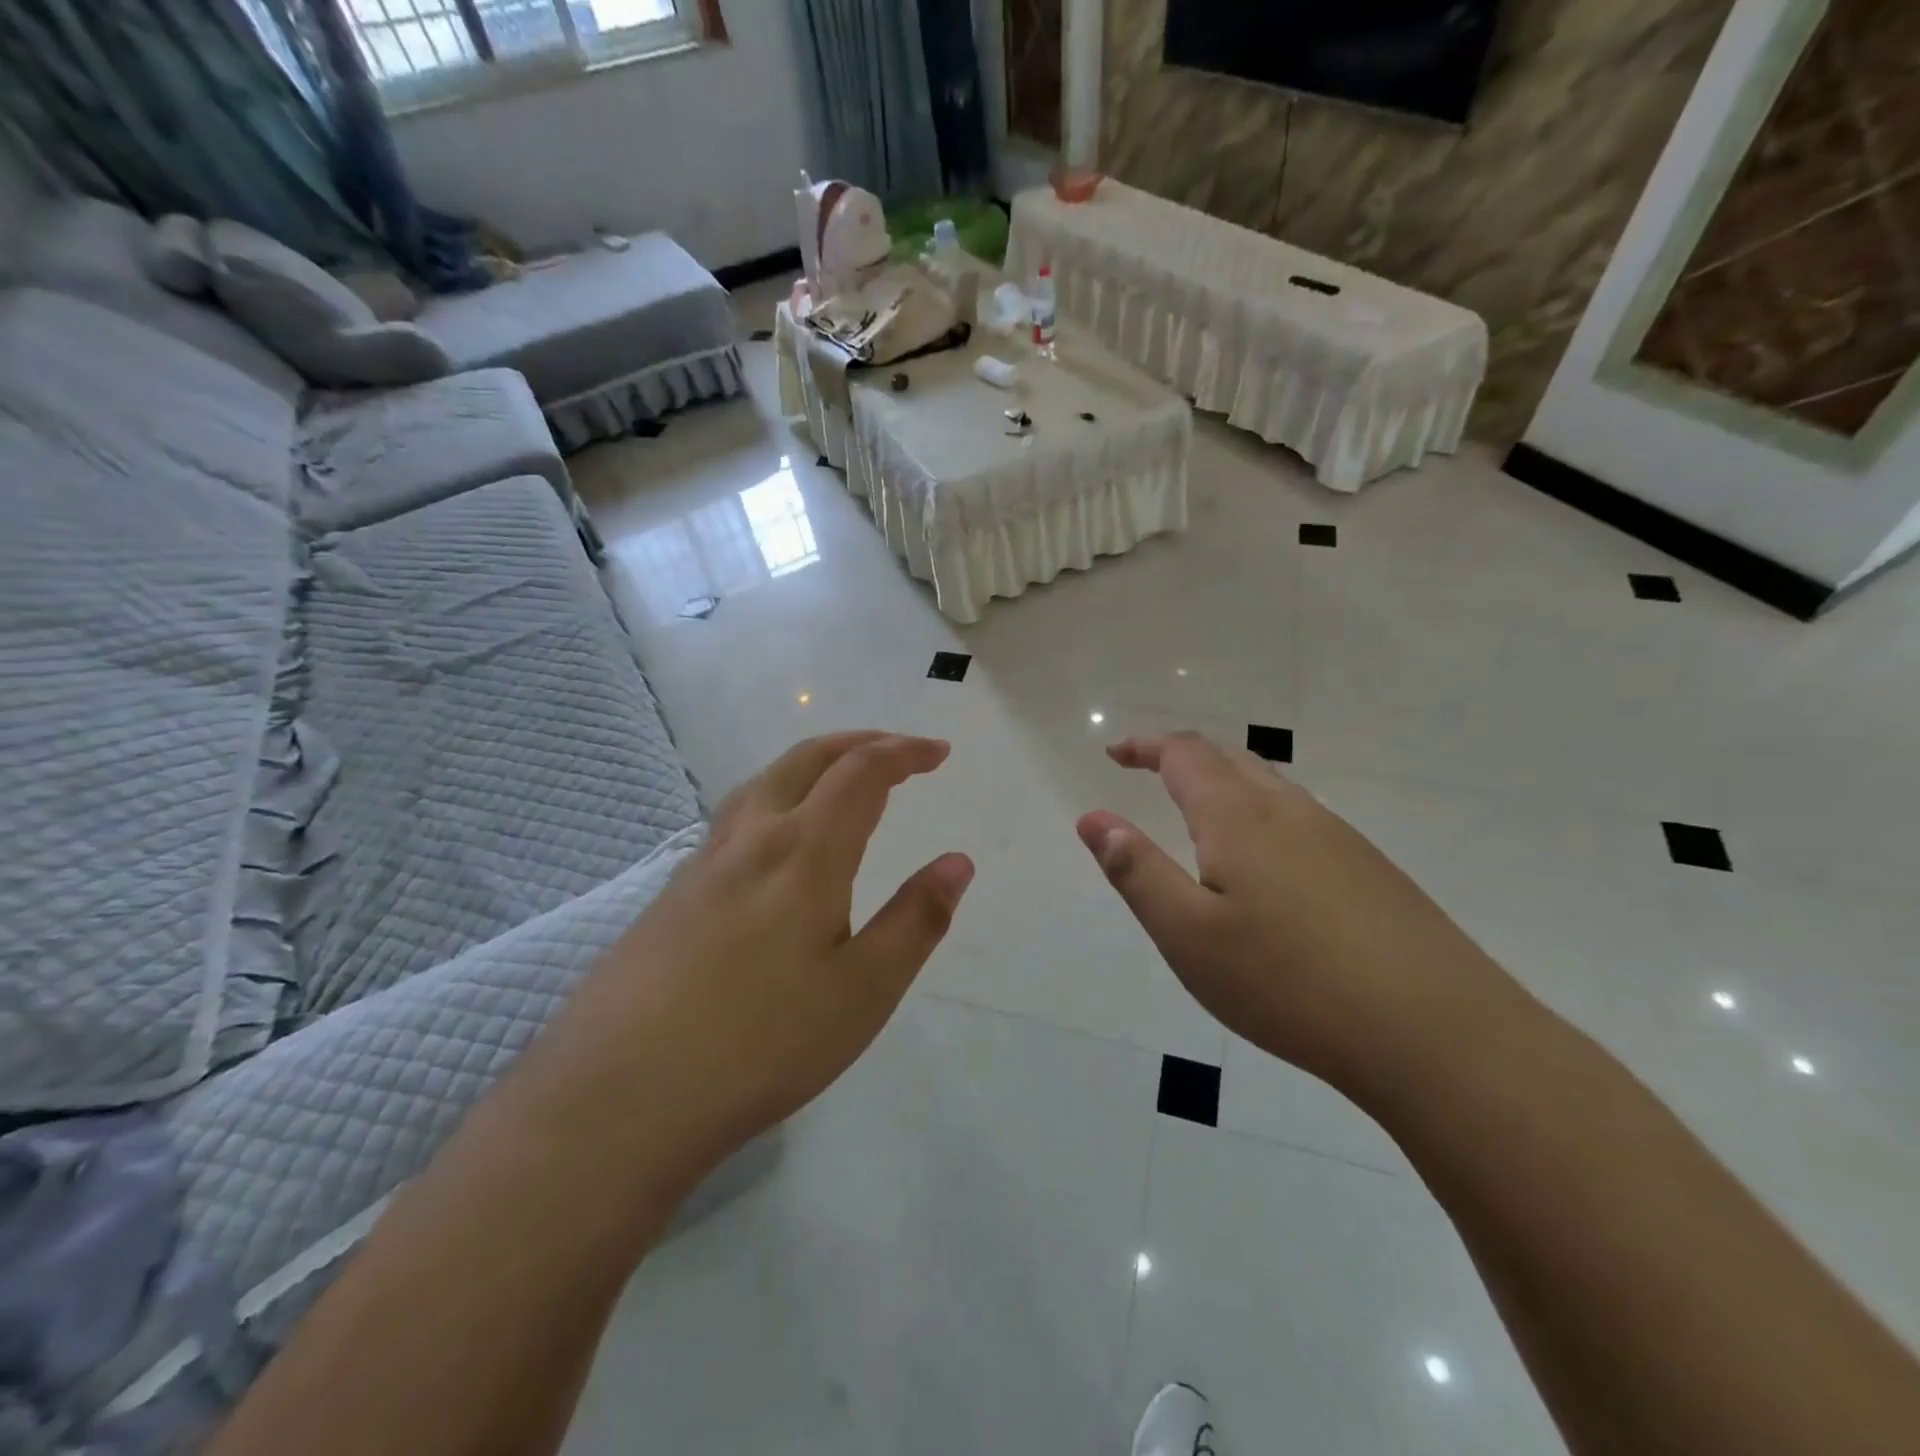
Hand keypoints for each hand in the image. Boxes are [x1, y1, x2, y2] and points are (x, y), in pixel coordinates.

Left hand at [548, 732, 973, 1174]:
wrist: (618, 1097)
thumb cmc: (761, 1044)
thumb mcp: (864, 991)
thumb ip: (916, 920)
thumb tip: (958, 862)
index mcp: (804, 852)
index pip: (861, 773)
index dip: (904, 752)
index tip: (938, 753)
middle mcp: (750, 839)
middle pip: (806, 759)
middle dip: (858, 742)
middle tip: (897, 750)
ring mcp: (702, 864)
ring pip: (762, 783)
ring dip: (811, 763)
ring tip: (838, 779)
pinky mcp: (671, 896)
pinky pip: (734, 819)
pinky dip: (774, 798)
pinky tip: (773, 844)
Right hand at [1077, 732, 1524, 1102]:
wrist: (1437, 1034)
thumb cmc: (1288, 982)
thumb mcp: (1187, 934)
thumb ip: (1136, 871)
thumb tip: (1093, 817)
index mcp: (1239, 817)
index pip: (1184, 754)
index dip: (1145, 746)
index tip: (1114, 753)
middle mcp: (1290, 811)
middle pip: (1230, 757)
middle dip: (1182, 756)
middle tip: (1148, 770)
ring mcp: (1339, 838)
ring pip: (1270, 786)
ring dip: (1224, 781)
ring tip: (1197, 810)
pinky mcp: (1371, 870)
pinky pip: (1300, 818)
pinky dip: (1260, 813)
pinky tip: (1265, 863)